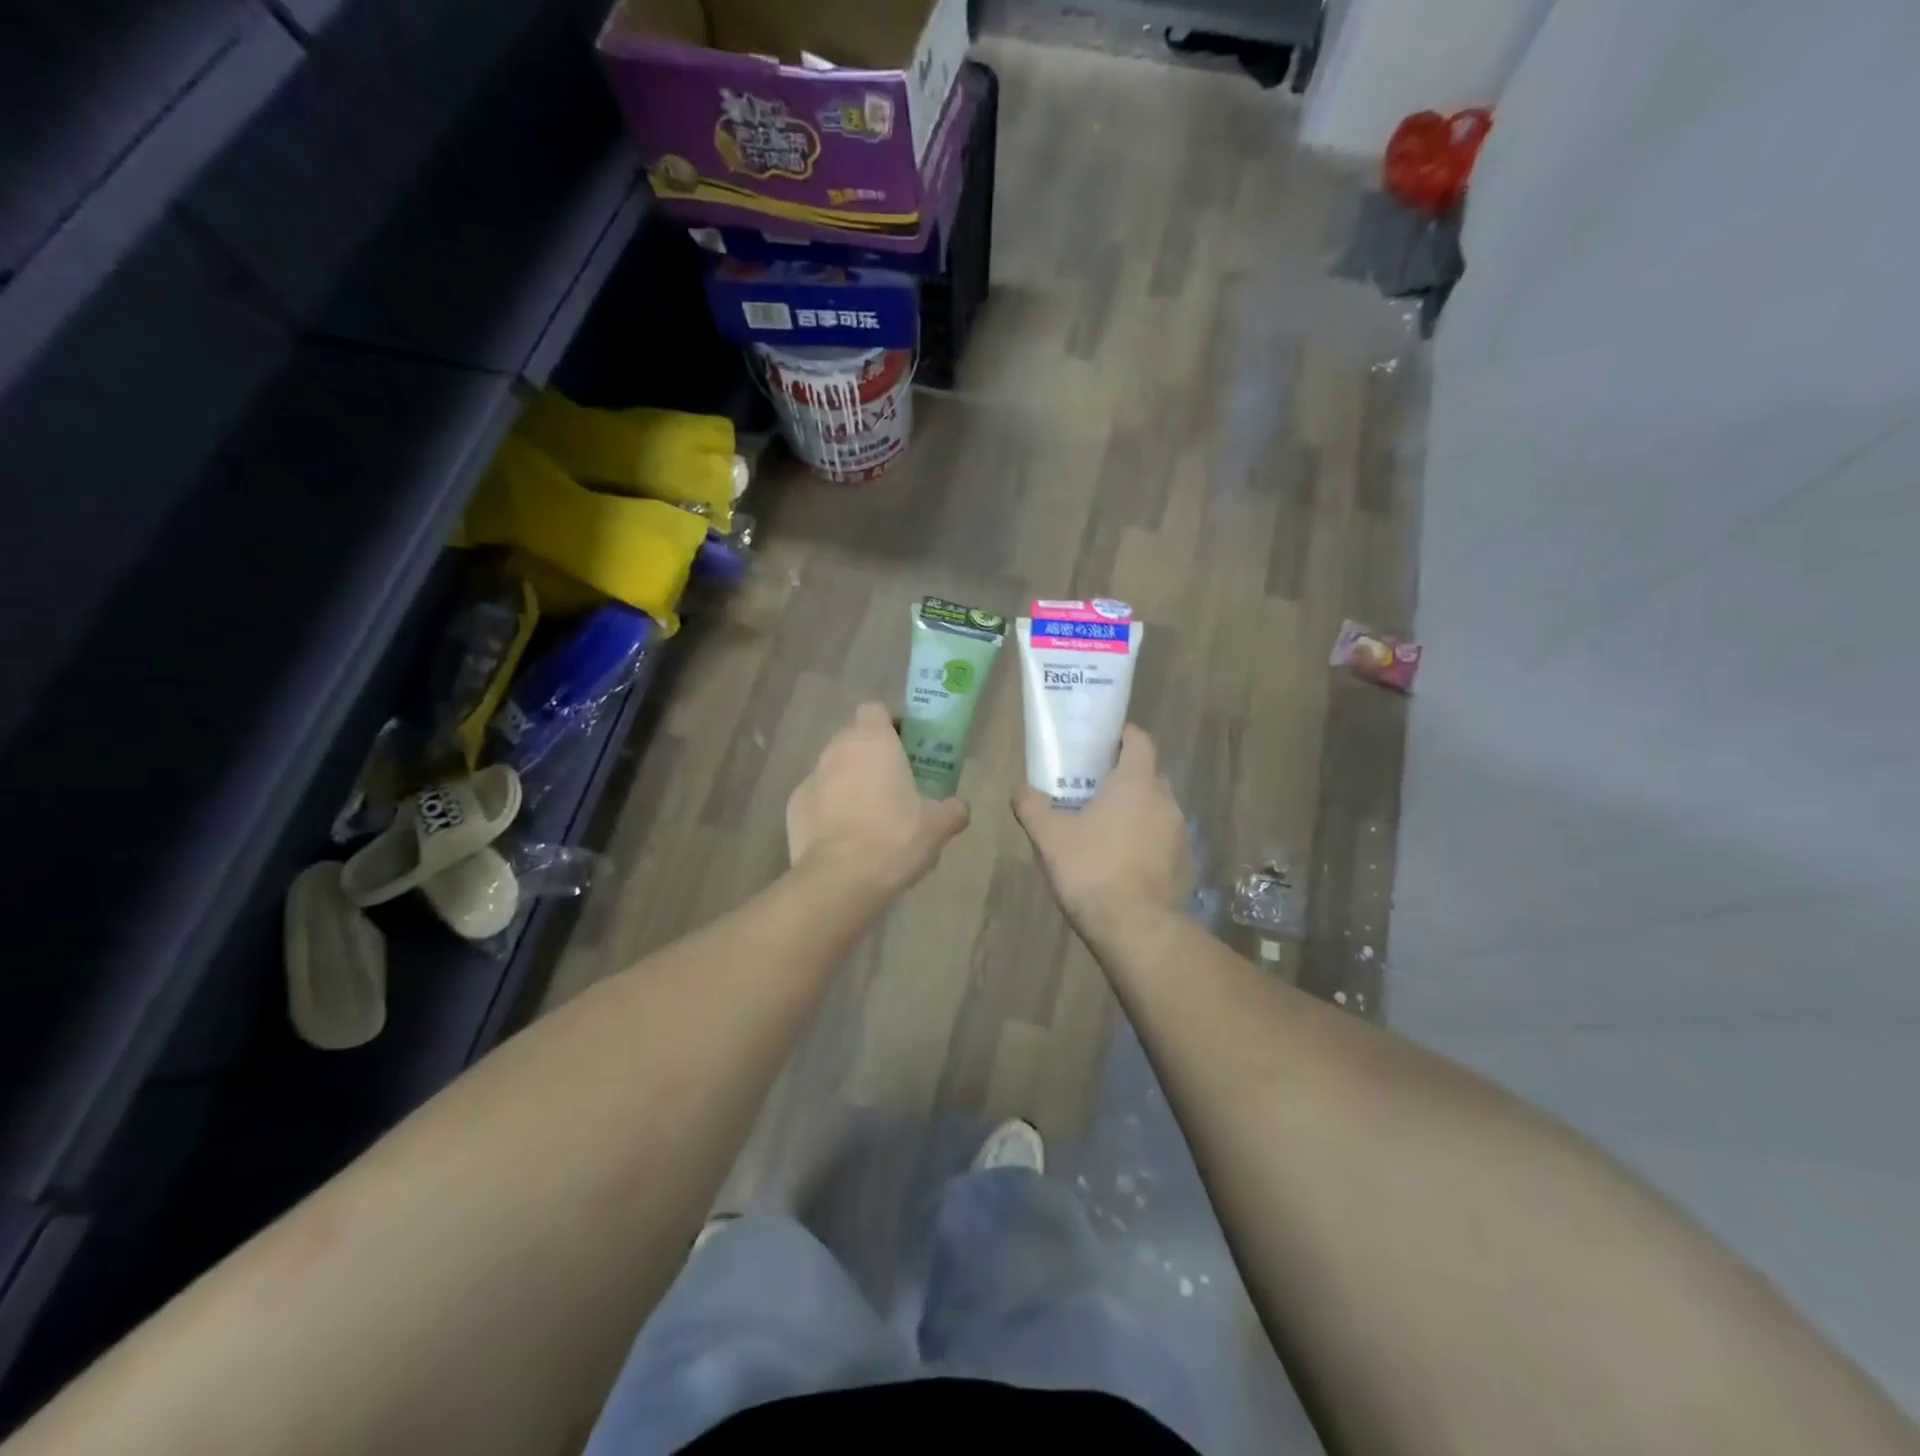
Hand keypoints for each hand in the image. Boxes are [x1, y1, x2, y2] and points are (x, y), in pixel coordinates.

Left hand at [788, 702, 969, 896]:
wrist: (841, 880)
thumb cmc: (895, 838)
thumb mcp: (938, 825)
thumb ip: (953, 809)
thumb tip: (959, 807)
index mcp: (872, 740)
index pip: (876, 710)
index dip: (892, 724)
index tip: (908, 747)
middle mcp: (837, 750)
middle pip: (854, 739)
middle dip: (872, 755)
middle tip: (895, 783)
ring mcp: (810, 778)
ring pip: (834, 769)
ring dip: (850, 782)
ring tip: (870, 815)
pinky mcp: (794, 807)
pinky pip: (818, 798)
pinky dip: (830, 809)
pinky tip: (845, 837)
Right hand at [1012, 724, 1191, 927]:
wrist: (1134, 927)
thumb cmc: (1090, 868)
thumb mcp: (1048, 836)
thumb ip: (1031, 806)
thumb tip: (1019, 788)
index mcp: (1136, 782)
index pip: (1140, 740)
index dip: (1123, 736)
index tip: (1102, 743)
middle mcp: (1165, 800)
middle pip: (1148, 775)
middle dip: (1125, 777)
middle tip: (1094, 789)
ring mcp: (1180, 834)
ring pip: (1156, 809)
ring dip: (1136, 812)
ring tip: (1105, 829)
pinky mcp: (1184, 864)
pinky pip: (1163, 840)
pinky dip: (1146, 842)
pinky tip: (1123, 862)